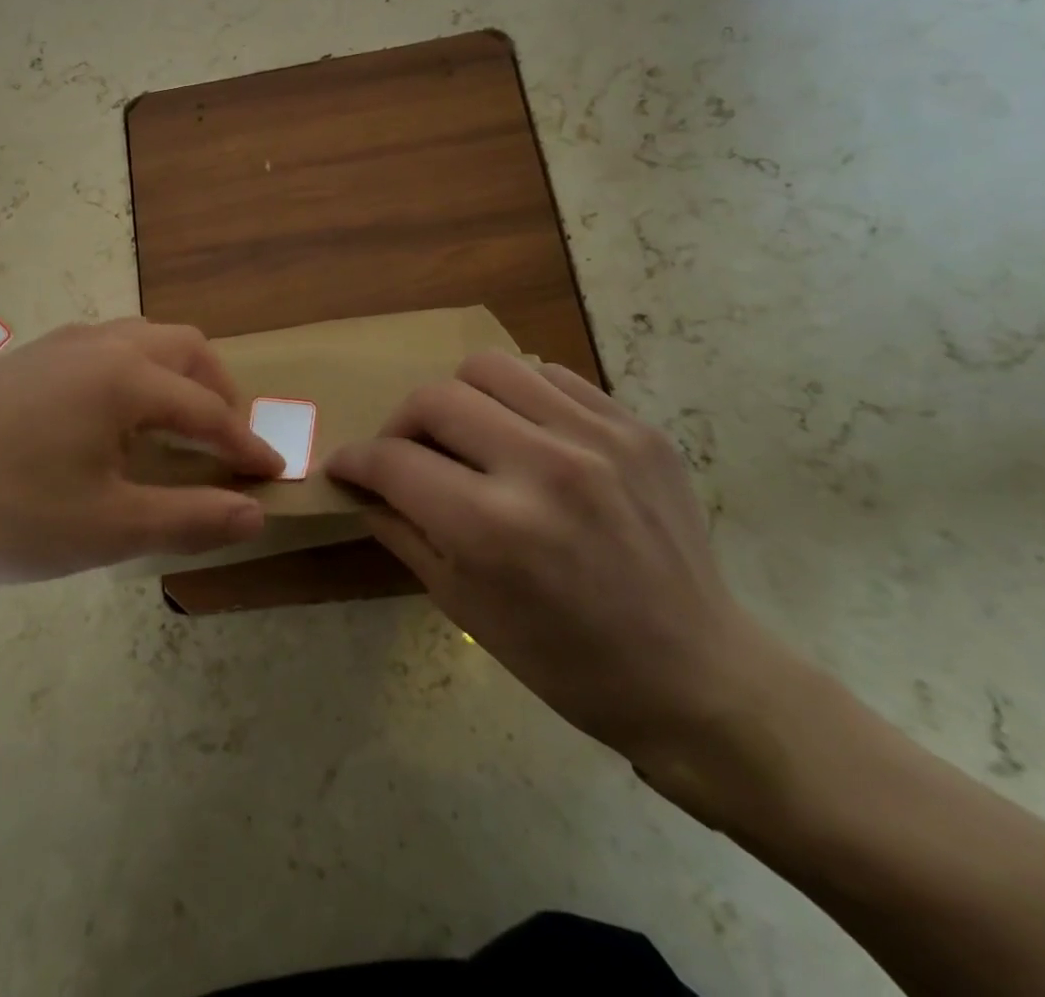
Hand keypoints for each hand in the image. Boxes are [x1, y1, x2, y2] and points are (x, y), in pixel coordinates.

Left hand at [0, 318, 282, 582]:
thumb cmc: (4, 513)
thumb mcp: (106, 528)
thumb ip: (189, 517)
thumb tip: (255, 512)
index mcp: (126, 378)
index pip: (209, 411)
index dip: (245, 445)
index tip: (273, 473)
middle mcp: (100, 344)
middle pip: (185, 351)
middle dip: (219, 393)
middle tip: (228, 443)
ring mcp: (59, 345)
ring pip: (144, 340)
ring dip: (178, 377)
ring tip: (180, 427)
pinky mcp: (28, 359)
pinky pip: (106, 348)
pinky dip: (138, 372)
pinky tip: (116, 417)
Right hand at [326, 353, 780, 768]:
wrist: (697, 676)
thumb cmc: (567, 662)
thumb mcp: (464, 607)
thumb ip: (402, 531)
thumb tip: (361, 486)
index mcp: (494, 528)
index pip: (394, 461)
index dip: (355, 460)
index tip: (346, 466)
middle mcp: (544, 467)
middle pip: (434, 398)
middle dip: (400, 425)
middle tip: (405, 454)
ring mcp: (598, 439)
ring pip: (489, 367)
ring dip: (458, 398)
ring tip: (466, 435)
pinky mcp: (636, 429)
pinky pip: (551, 376)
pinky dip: (518, 397)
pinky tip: (523, 435)